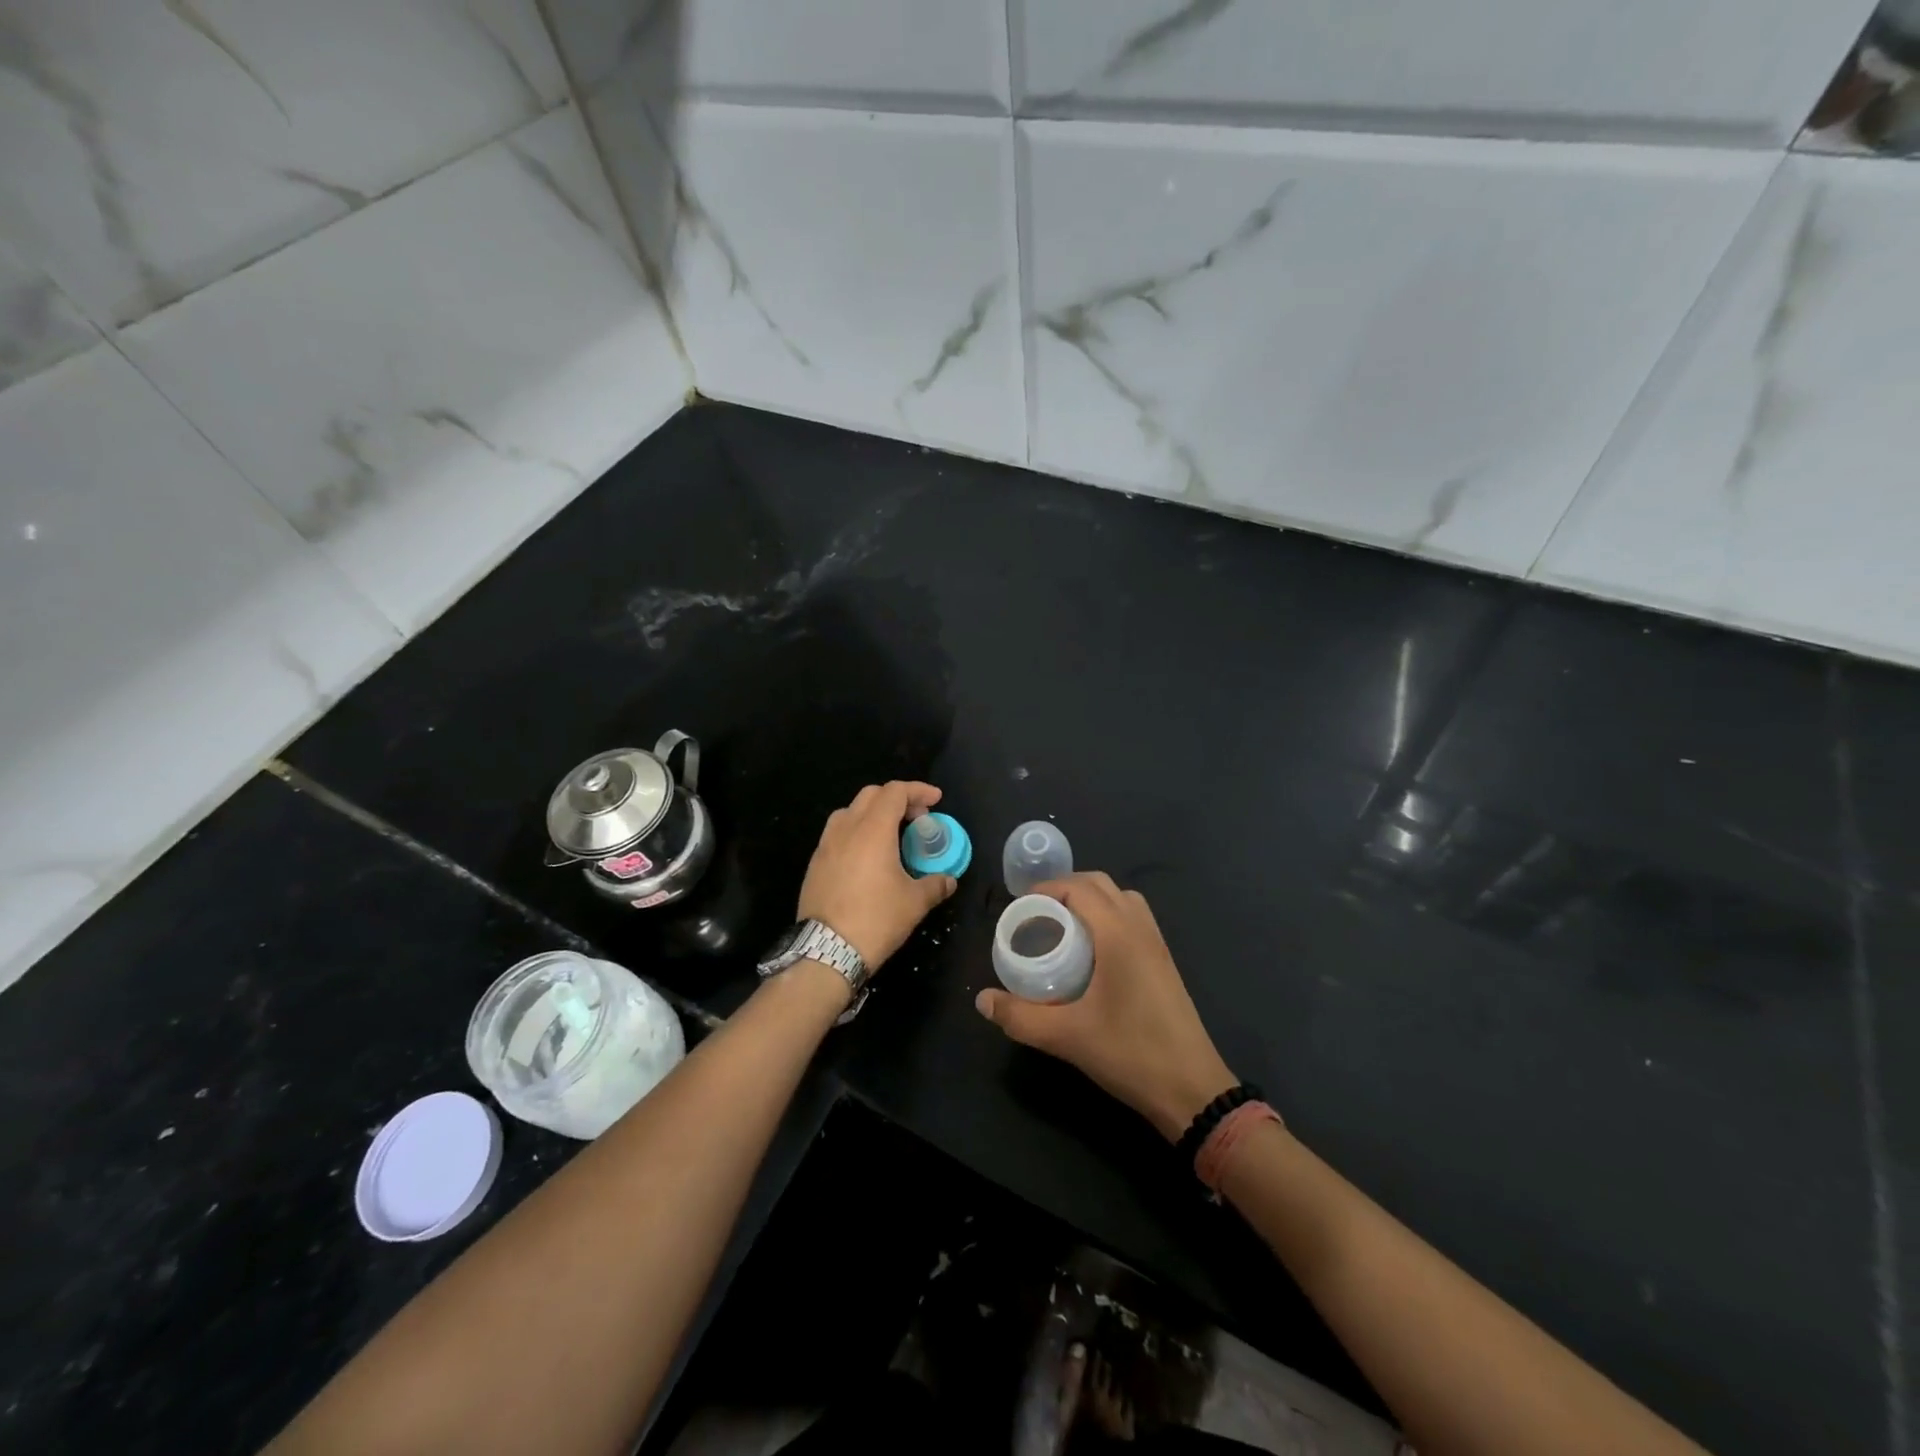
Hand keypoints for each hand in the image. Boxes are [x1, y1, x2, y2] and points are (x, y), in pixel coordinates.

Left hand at [796, 782, 957, 969]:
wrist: (826, 950)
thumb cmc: (876, 919)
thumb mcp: (915, 903)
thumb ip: (935, 884)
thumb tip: (948, 880)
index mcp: (873, 830)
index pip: (895, 792)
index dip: (918, 790)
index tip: (936, 799)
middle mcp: (846, 828)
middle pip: (871, 795)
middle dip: (897, 799)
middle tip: (917, 818)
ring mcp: (825, 845)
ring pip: (850, 812)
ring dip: (873, 813)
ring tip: (891, 834)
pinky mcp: (815, 863)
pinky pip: (837, 834)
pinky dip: (857, 832)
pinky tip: (867, 857)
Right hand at [974, 873, 1235, 1140]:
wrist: (1191, 1088)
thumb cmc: (1129, 1053)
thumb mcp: (1066, 1036)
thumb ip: (1019, 1017)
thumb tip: (982, 1000)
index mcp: (1118, 934)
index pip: (1079, 887)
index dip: (1046, 889)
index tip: (1019, 908)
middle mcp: (1140, 928)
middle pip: (1100, 884)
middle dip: (1064, 889)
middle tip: (1035, 915)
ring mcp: (1157, 943)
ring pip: (1120, 898)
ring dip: (1089, 900)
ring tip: (1061, 927)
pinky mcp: (1163, 960)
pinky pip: (1133, 917)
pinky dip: (1108, 916)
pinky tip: (1090, 951)